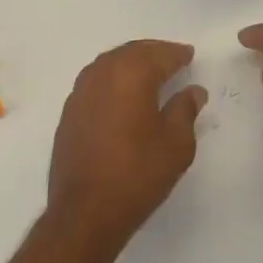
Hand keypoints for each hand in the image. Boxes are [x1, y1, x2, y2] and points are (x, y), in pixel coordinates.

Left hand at [46, 40, 205, 248]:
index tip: (190, 55)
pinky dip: (113, 78)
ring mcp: (81, 91)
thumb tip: (193, 91)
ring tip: (150, 73)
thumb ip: (185, 110)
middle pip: (132, 52)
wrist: (85, 211)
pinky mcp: (69, 111)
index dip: (177, 54)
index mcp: (131, 75)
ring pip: (110, 63)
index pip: (160, 55)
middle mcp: (102, 74)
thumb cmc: (138, 174)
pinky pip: (96, 80)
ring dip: (131, 62)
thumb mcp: (176, 144)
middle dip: (154, 52)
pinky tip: (123, 93)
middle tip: (172, 58)